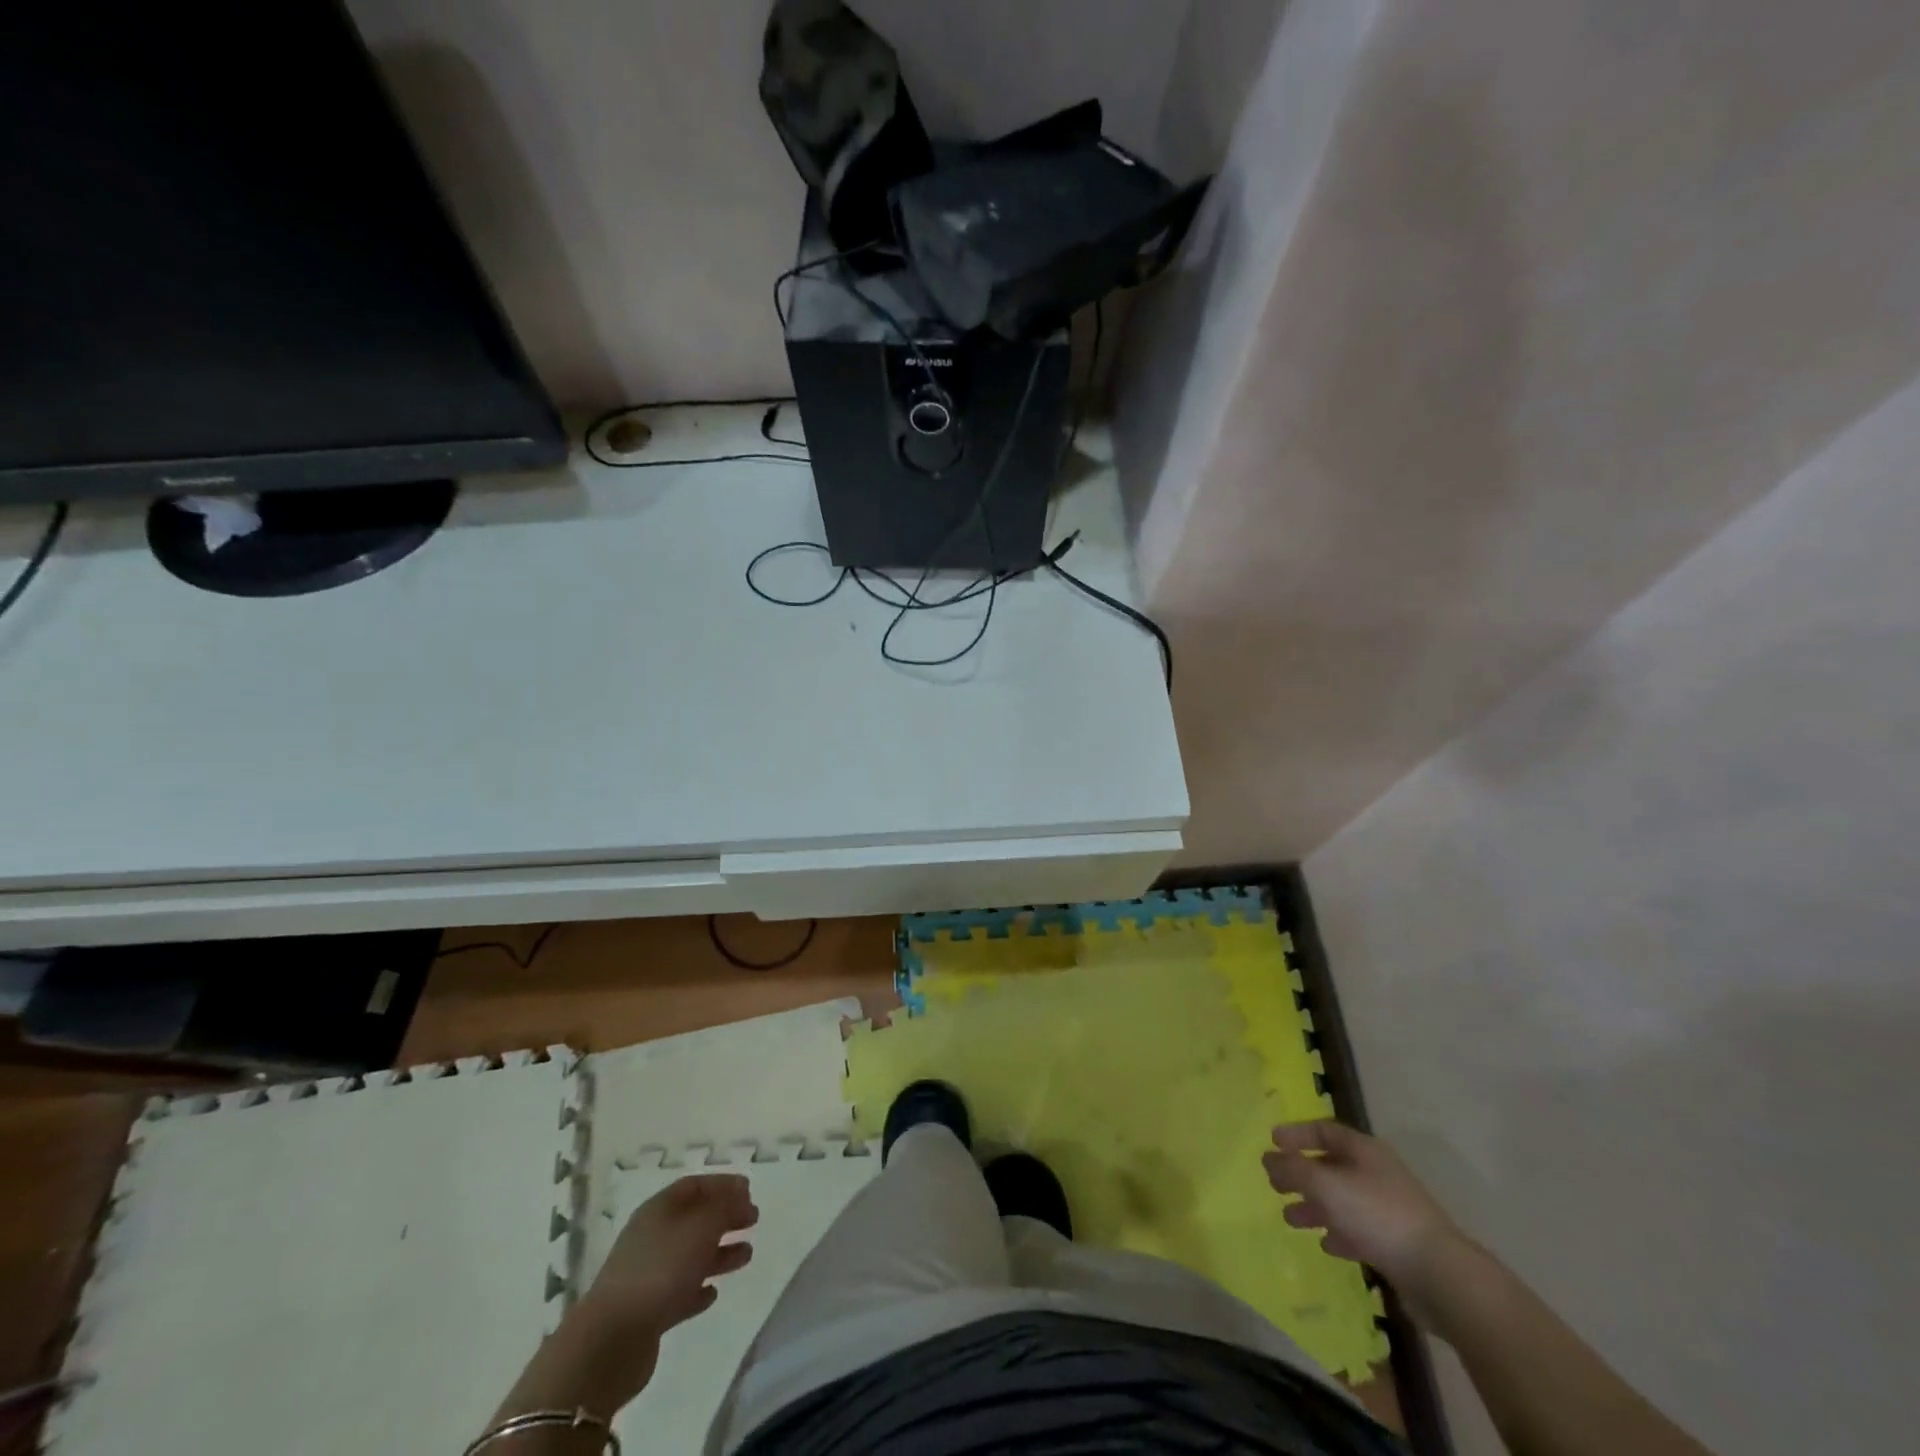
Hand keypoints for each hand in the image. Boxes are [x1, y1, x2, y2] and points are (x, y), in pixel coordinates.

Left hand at [580, 1173, 758, 1338]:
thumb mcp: (702, 1227)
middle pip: (694, 1219)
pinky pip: (679, 1292)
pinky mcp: (648, 1312)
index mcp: (659, 1210)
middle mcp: (652, 1236)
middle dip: (725, 1217)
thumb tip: (739, 1195)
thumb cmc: (661, 1269)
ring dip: (719, 1253)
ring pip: (690, 1255)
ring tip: (747, 1255)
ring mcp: (647, 1275)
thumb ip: (725, 1207)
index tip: (749, 1190)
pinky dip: (698, 1288)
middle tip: (753, 1220)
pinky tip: (713, 1293)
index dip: (723, 1184)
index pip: (694, 1185)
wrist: (611, 1341)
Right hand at [1262, 1121, 1460, 1291]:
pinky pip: (1359, 1230)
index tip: (1272, 1143)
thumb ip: (1292, 1168)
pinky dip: (1339, 1232)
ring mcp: (1389, 1209)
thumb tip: (1267, 1156)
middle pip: (1331, 1165)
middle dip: (1301, 1174)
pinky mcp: (1397, 1242)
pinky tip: (1326, 1244)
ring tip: (1290, 1218)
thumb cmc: (1377, 1216)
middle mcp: (1376, 1173)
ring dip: (1314, 1206)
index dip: (1296, 1134)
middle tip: (1274, 1184)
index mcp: (1364, 1150)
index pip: (1324, 1130)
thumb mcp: (1326, 1185)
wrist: (1440, 1274)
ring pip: (1342, 1200)